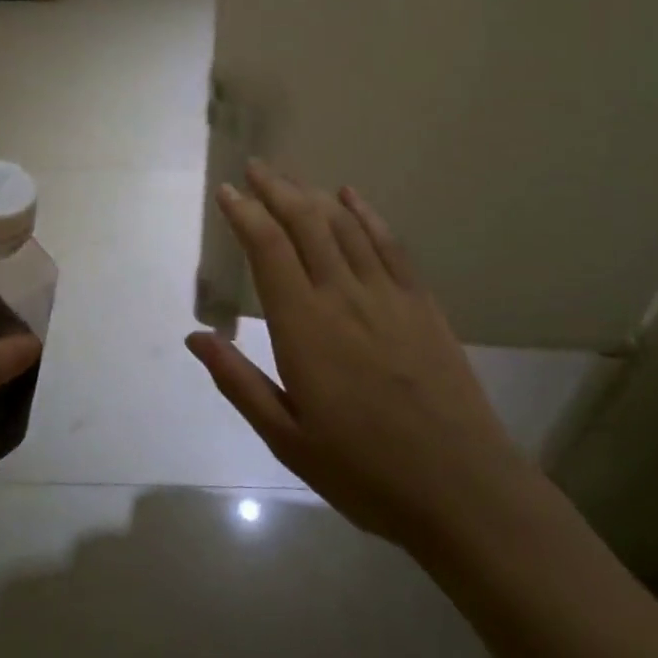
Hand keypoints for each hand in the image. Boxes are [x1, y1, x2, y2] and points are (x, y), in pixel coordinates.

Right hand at [187, 161, 537, 561]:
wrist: (462, 489)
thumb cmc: (364, 471)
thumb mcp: (286, 438)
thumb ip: (238, 381)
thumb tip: (195, 336)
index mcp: (303, 326)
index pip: (267, 249)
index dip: (245, 214)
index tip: (228, 192)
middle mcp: (342, 295)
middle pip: (305, 223)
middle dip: (276, 189)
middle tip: (255, 167)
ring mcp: (387, 294)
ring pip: (344, 226)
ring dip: (314, 195)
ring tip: (291, 178)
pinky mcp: (421, 303)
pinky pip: (390, 244)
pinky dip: (367, 214)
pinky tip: (352, 197)